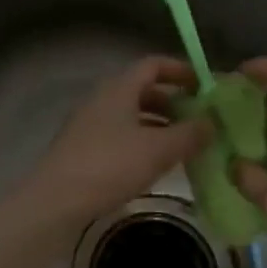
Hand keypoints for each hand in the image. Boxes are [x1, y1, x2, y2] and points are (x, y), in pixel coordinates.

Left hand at [12, 56, 210, 238]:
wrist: (55, 202)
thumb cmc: (109, 166)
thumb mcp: (158, 150)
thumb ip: (189, 134)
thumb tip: (212, 123)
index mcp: (119, 88)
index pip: (153, 65)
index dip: (180, 70)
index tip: (205, 85)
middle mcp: (102, 99)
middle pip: (143, 90)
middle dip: (173, 102)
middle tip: (199, 119)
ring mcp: (90, 124)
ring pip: (132, 115)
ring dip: (159, 125)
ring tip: (184, 145)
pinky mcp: (83, 149)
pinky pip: (121, 135)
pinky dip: (142, 142)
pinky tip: (155, 165)